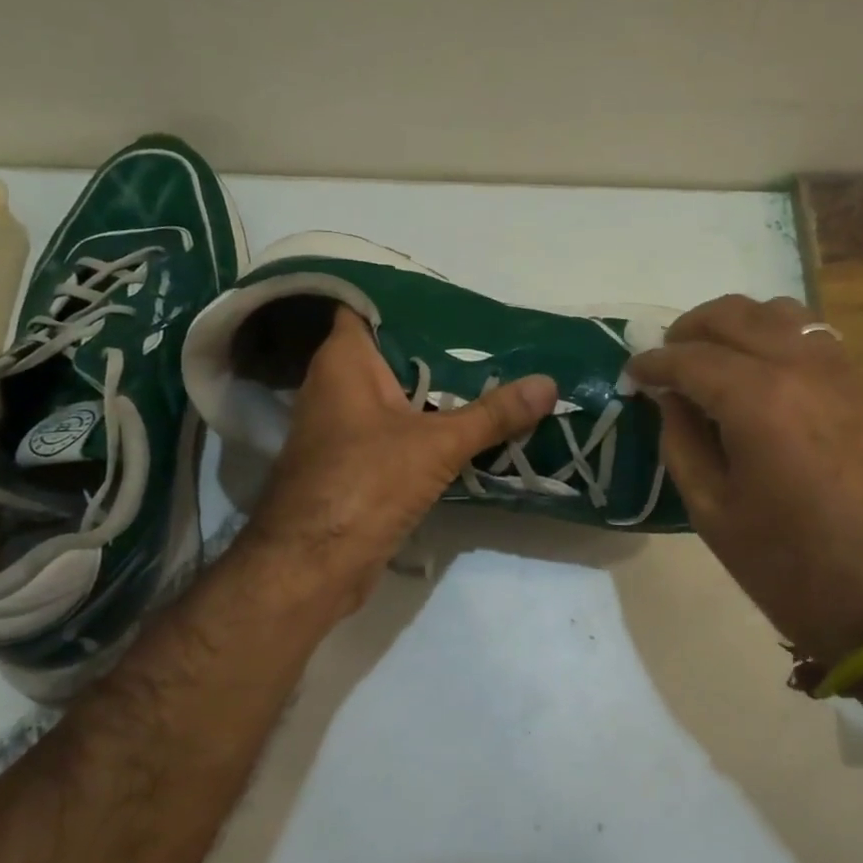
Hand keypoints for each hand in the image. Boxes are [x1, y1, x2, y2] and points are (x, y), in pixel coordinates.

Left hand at [240, 306, 557, 616]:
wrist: (313, 565)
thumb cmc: (364, 483)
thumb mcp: (437, 444)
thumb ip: (492, 414)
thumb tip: (549, 383)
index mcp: (344, 362)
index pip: (367, 307)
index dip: (406, 298)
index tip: (454, 297)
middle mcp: (337, 387)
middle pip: (392, 353)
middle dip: (438, 347)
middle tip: (493, 337)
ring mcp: (344, 428)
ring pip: (397, 395)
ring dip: (437, 391)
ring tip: (493, 374)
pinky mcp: (356, 464)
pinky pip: (398, 431)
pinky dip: (428, 427)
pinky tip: (469, 426)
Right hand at [628, 295, 862, 664]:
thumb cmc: (783, 561)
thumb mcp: (710, 508)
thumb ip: (680, 440)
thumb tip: (669, 397)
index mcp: (756, 401)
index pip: (690, 358)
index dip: (653, 363)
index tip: (631, 373)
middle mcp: (798, 367)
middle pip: (732, 316)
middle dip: (688, 330)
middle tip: (664, 360)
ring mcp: (836, 369)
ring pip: (775, 312)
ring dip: (733, 324)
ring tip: (709, 356)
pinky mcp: (859, 384)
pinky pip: (809, 333)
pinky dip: (772, 334)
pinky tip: (755, 366)